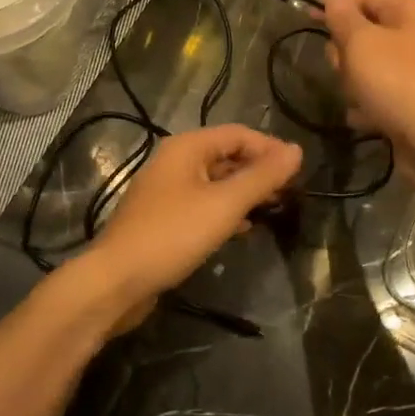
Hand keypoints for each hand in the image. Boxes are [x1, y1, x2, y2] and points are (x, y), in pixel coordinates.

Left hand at [78, 124, 301, 329]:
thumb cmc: (173, 234)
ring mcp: (166, 191)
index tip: (298, 171)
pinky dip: (225, 210)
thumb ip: (262, 177)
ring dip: (244, 192)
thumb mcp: (225, 204)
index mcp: (187, 147)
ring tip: (273, 208)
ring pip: (215, 181)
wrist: (117, 281)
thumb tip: (297, 150)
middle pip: (226, 155)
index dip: (270, 148)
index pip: (238, 134)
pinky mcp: (163, 218)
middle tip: (290, 192)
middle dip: (258, 170)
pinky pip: (202, 204)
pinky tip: (243, 228)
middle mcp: (174, 161)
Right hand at [321, 0, 414, 197]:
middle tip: (343, 67)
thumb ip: (342, 17)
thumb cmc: (398, 83)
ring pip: (366, 66)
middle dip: (345, 51)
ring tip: (359, 98)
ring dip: (353, 82)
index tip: (308, 20)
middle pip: (364, 31)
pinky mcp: (412, 102)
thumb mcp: (361, 42)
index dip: (335, 4)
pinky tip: (366, 119)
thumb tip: (333, 3)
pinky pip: (377, 94)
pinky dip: (367, 106)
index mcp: (412, 10)